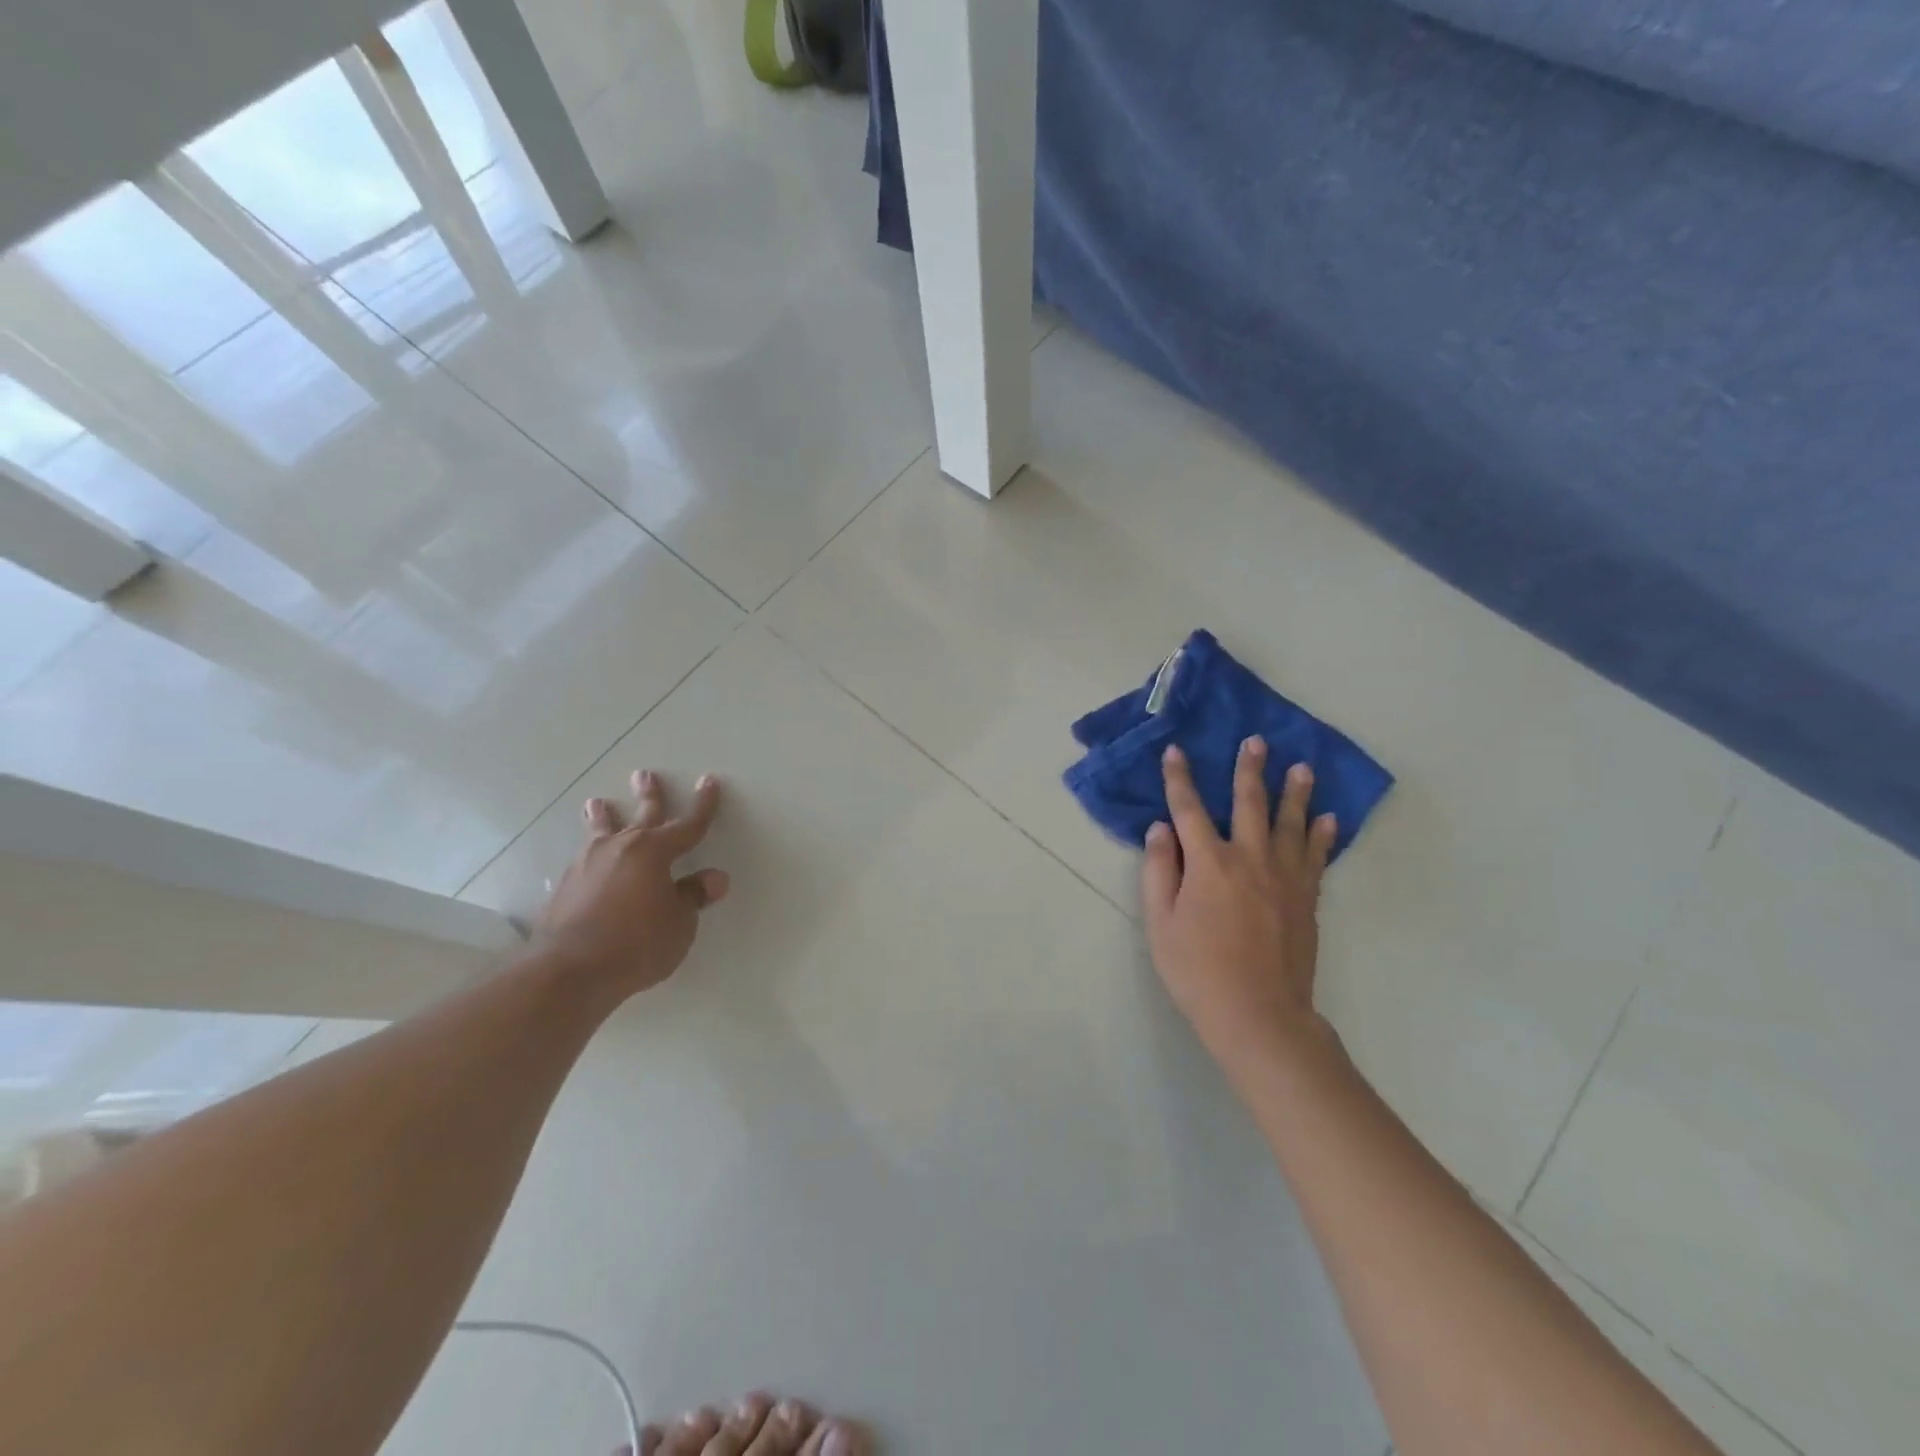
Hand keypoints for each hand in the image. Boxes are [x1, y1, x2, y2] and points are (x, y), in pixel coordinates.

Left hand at [537, 769, 729, 997]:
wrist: (568, 969)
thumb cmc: (637, 943)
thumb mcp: (679, 923)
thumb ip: (693, 896)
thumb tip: (714, 879)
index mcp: (655, 852)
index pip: (688, 825)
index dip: (703, 805)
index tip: (709, 782)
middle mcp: (622, 848)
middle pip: (641, 815)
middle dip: (649, 795)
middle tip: (644, 774)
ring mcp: (589, 864)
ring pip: (601, 831)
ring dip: (603, 816)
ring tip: (596, 803)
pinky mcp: (567, 885)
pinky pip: (585, 858)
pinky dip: (591, 851)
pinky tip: (587, 858)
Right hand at [1142, 738, 1337, 1069]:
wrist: (1258, 1014)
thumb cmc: (1198, 970)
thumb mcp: (1160, 924)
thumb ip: (1158, 871)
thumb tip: (1160, 829)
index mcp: (1209, 863)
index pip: (1189, 809)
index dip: (1180, 779)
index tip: (1176, 752)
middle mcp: (1250, 859)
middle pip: (1250, 804)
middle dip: (1249, 770)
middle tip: (1256, 741)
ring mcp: (1284, 878)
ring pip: (1291, 824)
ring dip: (1295, 793)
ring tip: (1301, 767)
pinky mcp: (1306, 899)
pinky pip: (1316, 857)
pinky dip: (1321, 835)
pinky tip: (1327, 819)